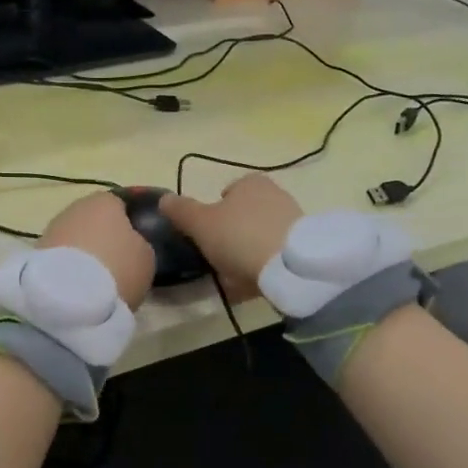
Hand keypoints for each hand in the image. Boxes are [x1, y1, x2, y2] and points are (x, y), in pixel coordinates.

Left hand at [37, 191, 156, 309]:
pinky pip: (62, 255)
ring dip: (85, 251)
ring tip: (98, 278)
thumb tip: (133, 243)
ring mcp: (52, 228)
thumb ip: (141, 243)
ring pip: (76, 237)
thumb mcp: (146, 256)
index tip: (138, 243)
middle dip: (104, 237)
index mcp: (105, 200)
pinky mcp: (36, 252)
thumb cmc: (117, 267)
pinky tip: (78, 285)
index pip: (122, 203)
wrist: (68, 297)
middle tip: (118, 262)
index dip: (131, 223)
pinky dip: (70, 265)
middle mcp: (75, 207)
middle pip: (95, 219)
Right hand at [160, 175, 302, 301]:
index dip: (214, 213)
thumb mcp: (201, 223)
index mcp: (250, 182)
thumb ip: (181, 211)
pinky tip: (252, 285)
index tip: (206, 235)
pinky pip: (274, 256)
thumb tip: (164, 199)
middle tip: (217, 258)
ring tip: (233, 278)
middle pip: (245, 216)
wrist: (290, 266)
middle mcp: (275, 195)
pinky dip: (263, 268)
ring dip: (247, 254)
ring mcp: (292, 221)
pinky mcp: (303, 247)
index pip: (227, 192)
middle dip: (231, 235)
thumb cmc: (240, 236)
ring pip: (259, 237)